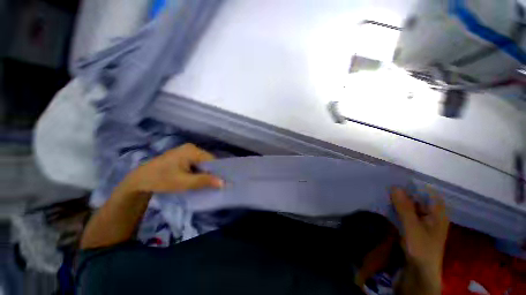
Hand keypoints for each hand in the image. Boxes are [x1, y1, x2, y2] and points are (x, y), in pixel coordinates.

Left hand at [126, 143, 223, 193]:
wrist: (139, 181)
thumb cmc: (161, 180)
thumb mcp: (184, 182)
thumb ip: (204, 181)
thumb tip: (224, 183)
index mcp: (192, 150)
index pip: (212, 160)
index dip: (217, 171)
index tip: (220, 183)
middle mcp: (191, 148)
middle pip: (208, 161)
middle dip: (210, 173)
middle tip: (212, 185)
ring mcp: (186, 152)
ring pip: (202, 163)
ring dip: (204, 173)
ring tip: (204, 184)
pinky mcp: (183, 157)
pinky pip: (196, 164)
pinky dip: (198, 172)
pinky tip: (196, 179)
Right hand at [391, 188, 448, 292]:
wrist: (420, 270)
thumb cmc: (421, 248)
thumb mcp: (412, 226)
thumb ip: (404, 207)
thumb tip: (394, 186)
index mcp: (437, 213)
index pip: (428, 191)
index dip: (414, 184)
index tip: (398, 179)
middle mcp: (432, 214)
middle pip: (419, 198)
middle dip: (404, 192)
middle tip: (387, 186)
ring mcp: (423, 221)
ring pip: (411, 205)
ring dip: (399, 200)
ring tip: (385, 194)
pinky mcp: (415, 226)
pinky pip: (406, 213)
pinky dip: (398, 208)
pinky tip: (388, 206)